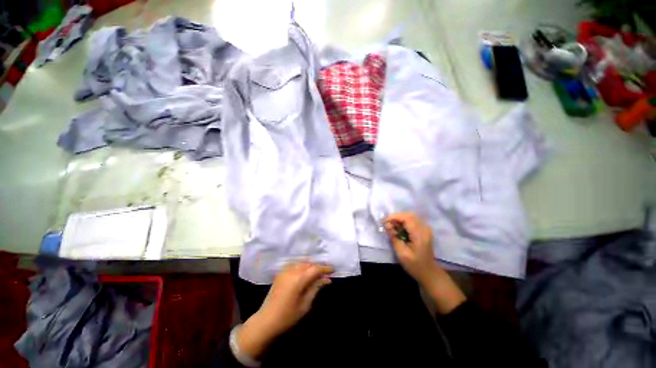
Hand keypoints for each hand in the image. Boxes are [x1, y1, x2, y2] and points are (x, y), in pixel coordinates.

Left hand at [238, 263, 333, 358]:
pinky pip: (294, 265)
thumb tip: (327, 279)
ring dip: (310, 266)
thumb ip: (316, 288)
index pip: (315, 269)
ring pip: (302, 263)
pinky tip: (305, 273)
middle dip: (318, 267)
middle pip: (309, 264)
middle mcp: (292, 271)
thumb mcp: (305, 304)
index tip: (333, 270)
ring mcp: (285, 271)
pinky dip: (302, 267)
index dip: (325, 268)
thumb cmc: (288, 316)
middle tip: (326, 274)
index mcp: (298, 278)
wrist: (266, 321)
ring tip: (317, 274)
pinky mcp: (280, 273)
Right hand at [385, 212, 437, 285]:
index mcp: (420, 235)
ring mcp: (425, 229)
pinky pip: (412, 221)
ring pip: (410, 217)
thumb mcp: (402, 254)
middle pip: (409, 215)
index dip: (394, 217)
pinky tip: (398, 229)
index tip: (384, 222)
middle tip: (386, 224)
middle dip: (395, 217)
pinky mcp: (423, 231)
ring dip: (399, 219)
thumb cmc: (415, 266)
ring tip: (391, 227)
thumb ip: (394, 238)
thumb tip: (387, 225)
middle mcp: (424, 229)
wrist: (429, 273)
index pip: (407, 218)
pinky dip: (403, 222)